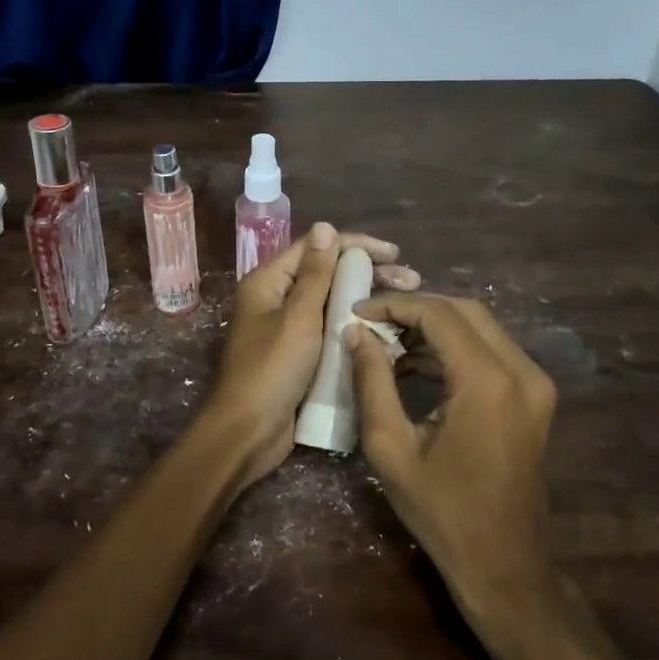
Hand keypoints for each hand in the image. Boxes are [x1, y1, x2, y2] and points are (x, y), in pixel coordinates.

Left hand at [202, 222, 420, 484]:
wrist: (247, 433)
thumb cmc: (270, 370)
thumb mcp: (298, 318)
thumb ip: (315, 274)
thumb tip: (325, 227)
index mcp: (269, 282)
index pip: (316, 248)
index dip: (356, 245)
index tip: (394, 253)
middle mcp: (277, 299)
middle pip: (327, 274)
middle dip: (368, 273)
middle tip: (411, 281)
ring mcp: (289, 329)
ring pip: (333, 304)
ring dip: (367, 300)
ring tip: (406, 304)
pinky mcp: (301, 356)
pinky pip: (332, 331)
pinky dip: (357, 327)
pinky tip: (388, 332)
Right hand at [345, 294, 557, 616]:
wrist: (504, 564)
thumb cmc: (441, 512)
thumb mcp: (391, 448)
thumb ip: (372, 382)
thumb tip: (356, 333)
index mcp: (488, 383)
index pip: (439, 315)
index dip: (394, 305)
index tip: (357, 311)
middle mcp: (522, 372)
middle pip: (465, 311)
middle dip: (415, 309)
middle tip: (372, 320)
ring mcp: (535, 383)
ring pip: (481, 327)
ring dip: (435, 326)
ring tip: (387, 342)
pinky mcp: (535, 396)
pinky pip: (492, 351)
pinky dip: (455, 347)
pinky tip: (416, 364)